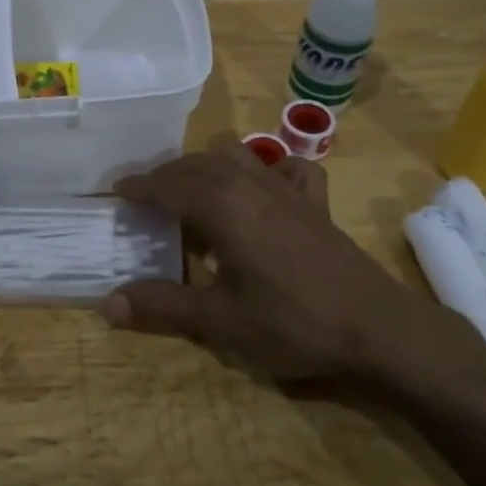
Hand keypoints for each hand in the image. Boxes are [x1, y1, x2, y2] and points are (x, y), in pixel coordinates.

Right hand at [103, 139, 485, 390]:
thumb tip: (106, 304)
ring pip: (238, 156)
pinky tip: (263, 190)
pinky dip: (267, 168)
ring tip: (193, 192)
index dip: (139, 187)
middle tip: (146, 198)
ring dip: (208, 166)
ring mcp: (288, 189)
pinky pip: (288, 167)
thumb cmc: (293, 322)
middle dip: (167, 175)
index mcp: (223, 205)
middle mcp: (252, 183)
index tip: (116, 191)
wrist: (379, 328)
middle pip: (198, 164)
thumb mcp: (220, 321)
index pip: (169, 184)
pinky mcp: (316, 203)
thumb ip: (162, 306)